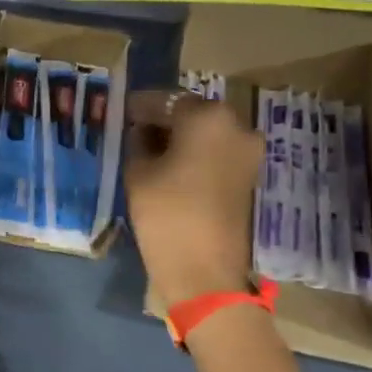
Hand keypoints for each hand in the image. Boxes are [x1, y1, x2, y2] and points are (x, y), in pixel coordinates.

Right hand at [123, 90, 262, 307]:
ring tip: (151, 150)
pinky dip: (197, 154)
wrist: (205, 271)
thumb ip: (139, 142)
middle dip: (165, 120)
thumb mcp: (138, 173)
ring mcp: (248, 151)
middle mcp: (236, 125)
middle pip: (192, 113)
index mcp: (207, 117)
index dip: (141, 107)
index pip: (166, 100)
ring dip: (182, 137)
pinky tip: (172, 167)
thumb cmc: (166, 215)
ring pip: (208, 133)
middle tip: (136, 130)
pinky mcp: (249, 175)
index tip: (122, 112)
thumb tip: (142, 131)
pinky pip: (218, 152)